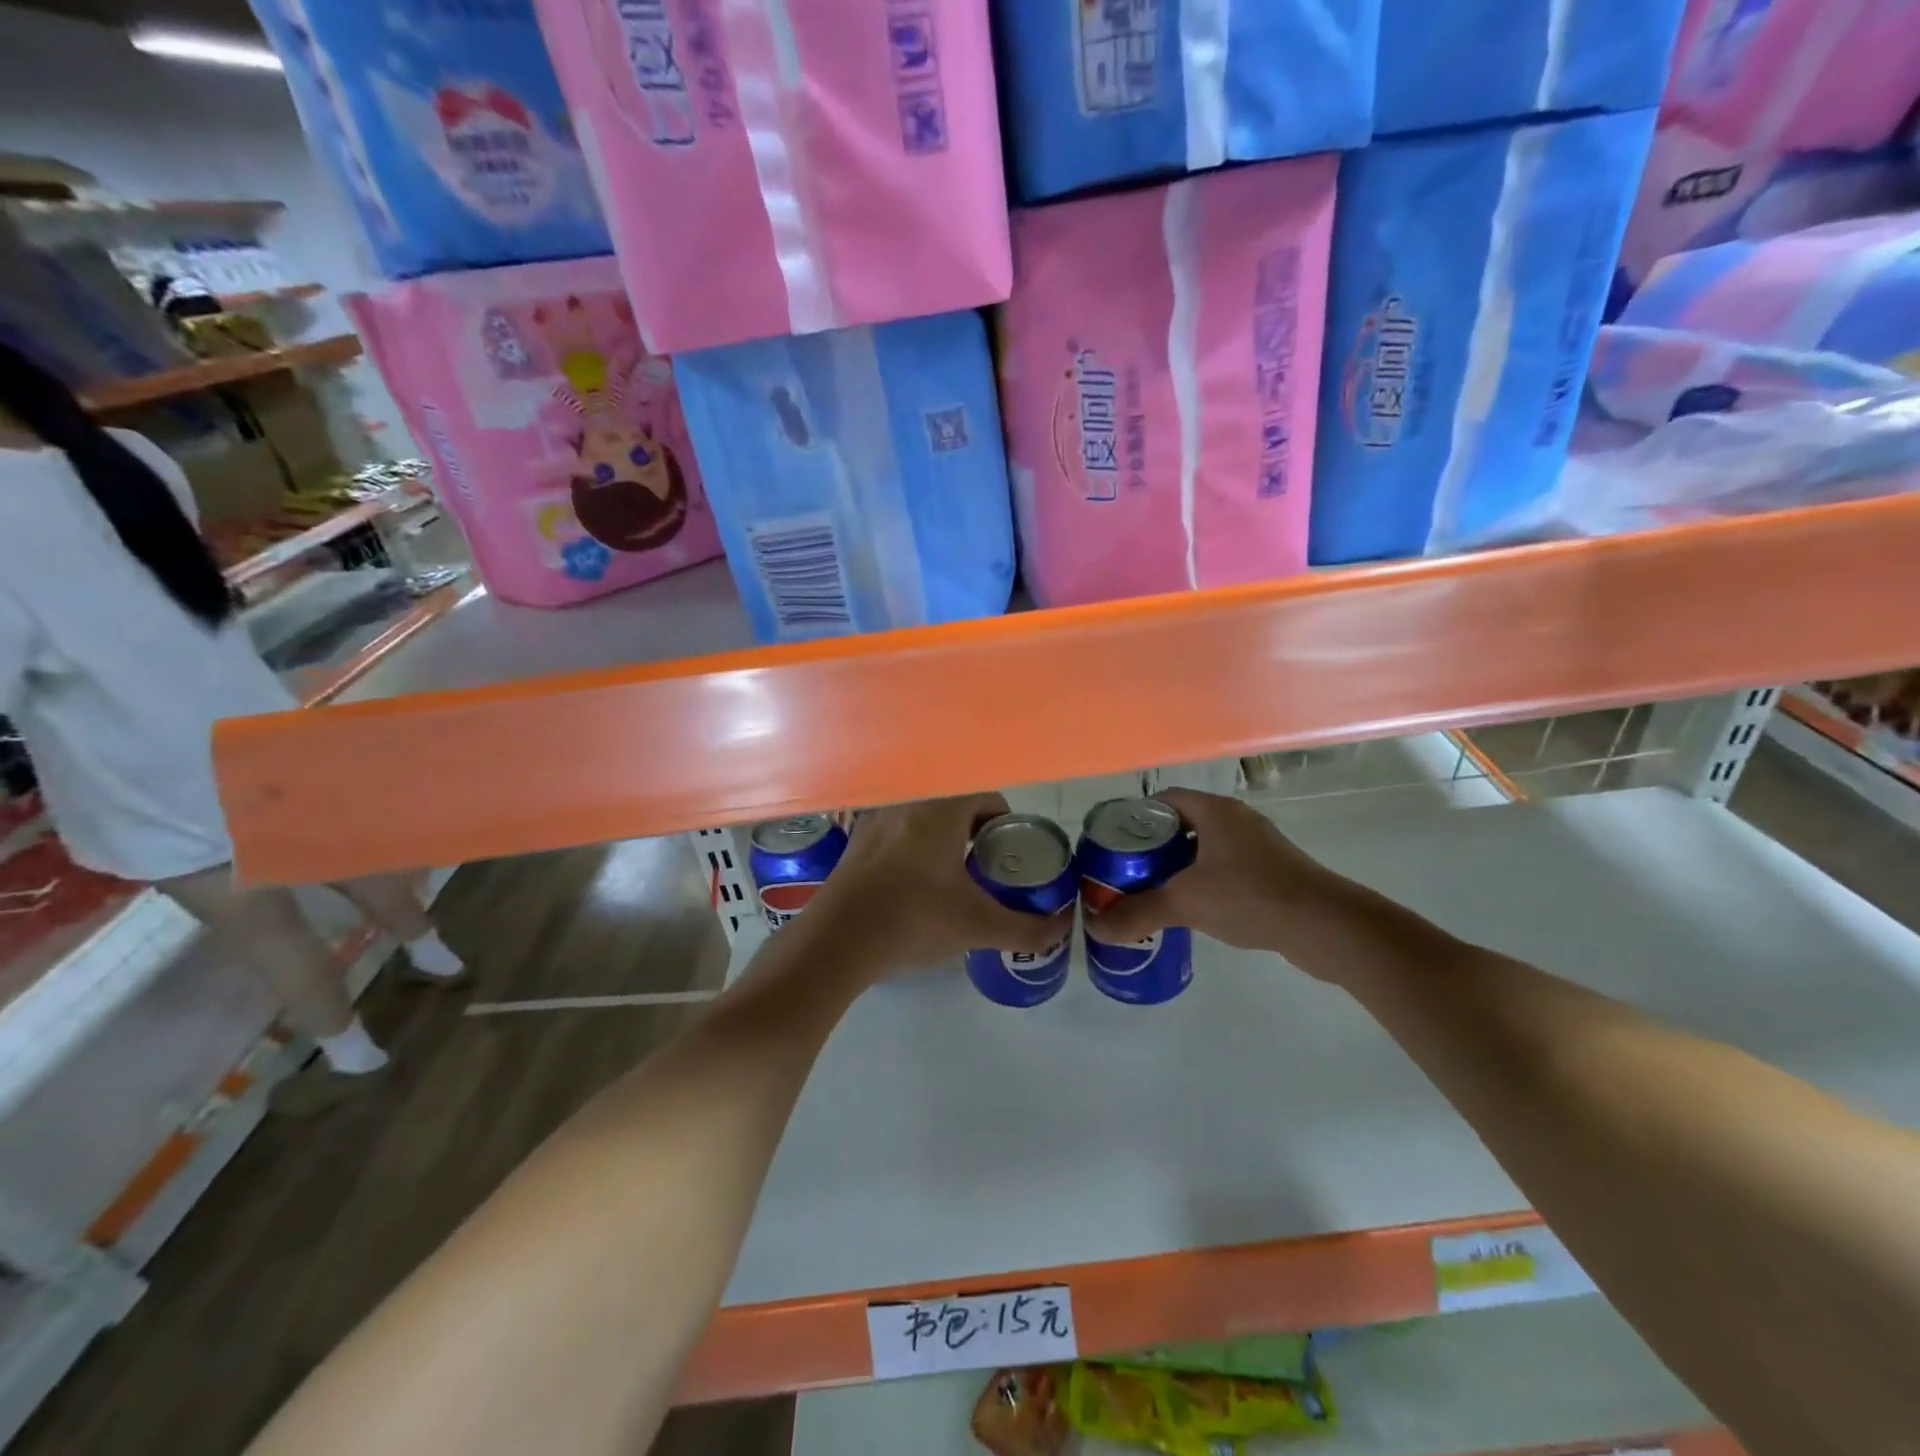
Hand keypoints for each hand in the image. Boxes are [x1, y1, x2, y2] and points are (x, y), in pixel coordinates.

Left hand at [810, 794, 1074, 975]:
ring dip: (944, 842)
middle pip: (955, 808)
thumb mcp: (977, 927)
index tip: (1010, 856)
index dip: (1006, 824)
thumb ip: (1025, 928)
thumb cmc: (913, 921)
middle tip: (987, 872)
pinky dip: (914, 851)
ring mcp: (876, 822)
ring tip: (953, 882)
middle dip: (976, 836)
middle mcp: (907, 805)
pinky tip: (914, 889)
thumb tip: (1060, 930)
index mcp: (940, 811)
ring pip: (924, 821)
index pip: (986, 798)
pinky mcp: (855, 844)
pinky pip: (897, 835)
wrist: (836, 942)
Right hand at [1086, 789, 1338, 958]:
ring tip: (1150, 892)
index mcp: (1215, 811)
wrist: (1326, 926)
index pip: (1164, 799)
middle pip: (1182, 824)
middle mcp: (1237, 821)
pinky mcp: (1273, 873)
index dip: (1135, 817)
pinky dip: (1204, 883)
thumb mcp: (1186, 903)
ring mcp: (1258, 847)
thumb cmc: (1251, 896)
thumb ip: (1139, 912)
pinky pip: (1226, 869)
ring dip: (1178, 867)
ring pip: (1204, 849)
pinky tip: (1192, 910)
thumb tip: (1096, 927)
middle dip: (1152, 847)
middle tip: (1125, 872)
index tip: (1112, 843)